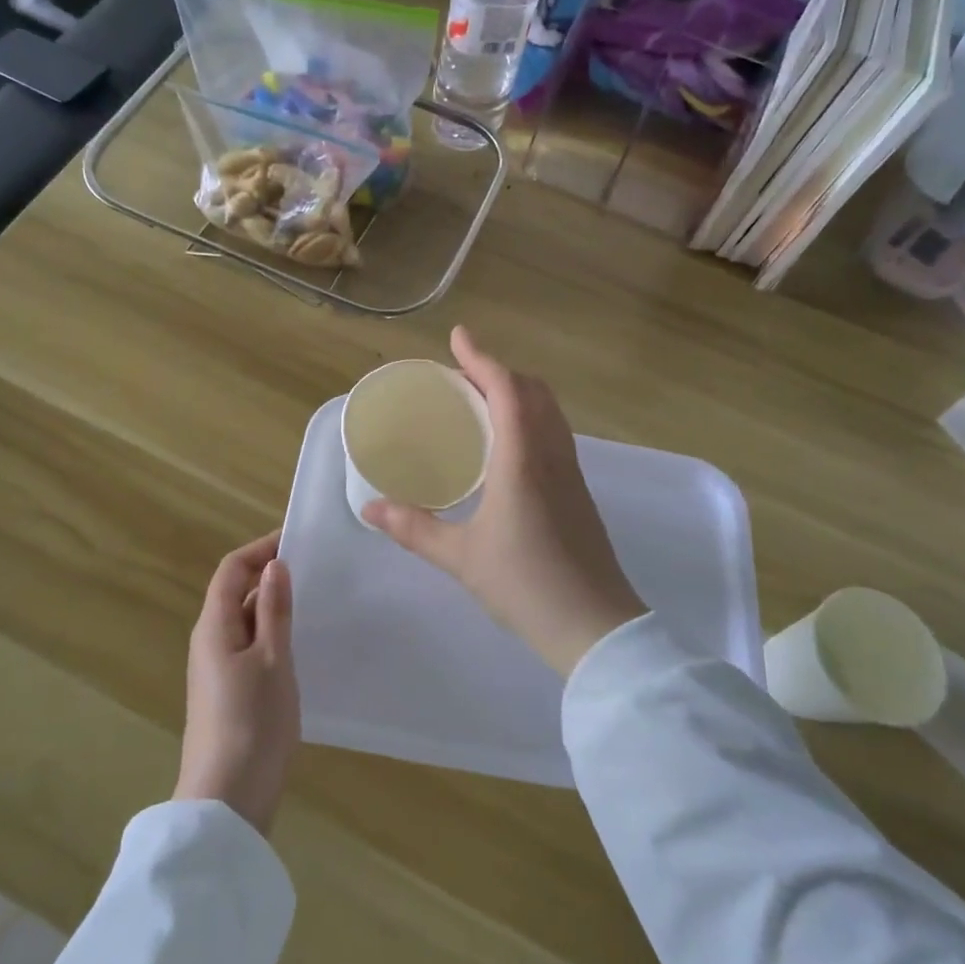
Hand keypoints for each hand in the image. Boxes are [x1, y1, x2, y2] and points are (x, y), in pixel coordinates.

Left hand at [174, 531, 300, 834]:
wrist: (228, 801)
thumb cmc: (252, 722)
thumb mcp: (272, 659)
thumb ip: (274, 610)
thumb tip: (275, 565)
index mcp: (214, 626)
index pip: (231, 569)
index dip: (260, 549)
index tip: (297, 541)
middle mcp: (209, 641)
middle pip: (235, 593)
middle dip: (269, 575)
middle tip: (314, 569)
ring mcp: (217, 669)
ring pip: (244, 622)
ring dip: (272, 606)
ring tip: (314, 601)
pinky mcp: (228, 693)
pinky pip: (249, 647)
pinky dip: (272, 634)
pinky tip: (300, 644)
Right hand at [364, 327, 646, 676]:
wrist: (595, 626)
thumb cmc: (524, 585)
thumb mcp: (460, 557)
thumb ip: (413, 528)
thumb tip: (370, 509)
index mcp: (523, 459)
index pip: (506, 389)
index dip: (481, 358)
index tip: (458, 337)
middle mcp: (552, 454)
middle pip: (533, 391)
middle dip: (499, 371)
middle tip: (463, 372)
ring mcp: (571, 472)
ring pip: (549, 411)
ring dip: (518, 392)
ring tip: (483, 399)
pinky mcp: (578, 492)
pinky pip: (554, 434)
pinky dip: (530, 417)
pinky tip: (508, 443)